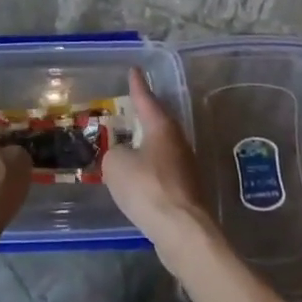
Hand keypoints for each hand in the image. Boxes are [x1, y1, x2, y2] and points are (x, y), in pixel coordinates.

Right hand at [104, 69, 214, 259]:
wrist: (181, 231)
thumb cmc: (148, 188)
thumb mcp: (116, 165)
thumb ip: (114, 153)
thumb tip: (122, 157)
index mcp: (161, 127)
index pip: (146, 99)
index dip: (138, 85)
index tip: (134, 70)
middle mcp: (177, 142)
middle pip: (158, 123)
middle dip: (144, 116)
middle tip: (130, 108)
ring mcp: (185, 168)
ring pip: (161, 148)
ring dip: (146, 146)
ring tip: (129, 144)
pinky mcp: (186, 192)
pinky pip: (161, 172)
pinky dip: (148, 171)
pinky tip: (137, 179)